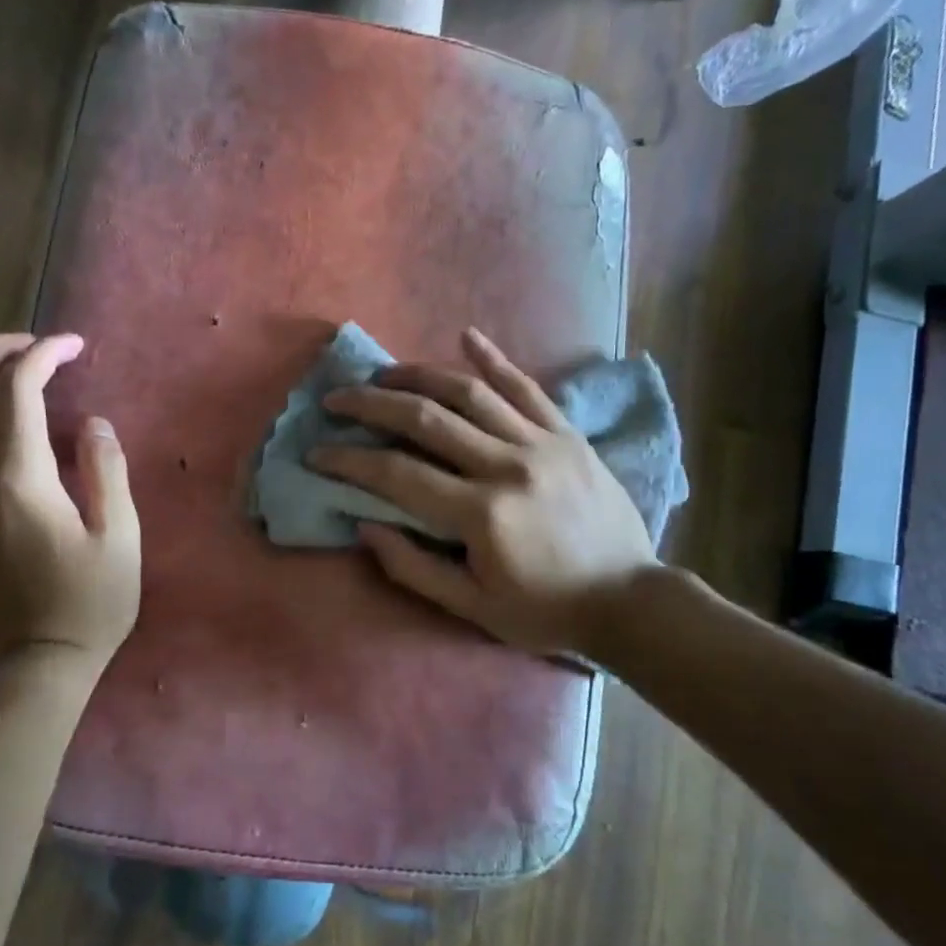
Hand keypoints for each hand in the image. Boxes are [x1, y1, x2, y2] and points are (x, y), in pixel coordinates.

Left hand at [0, 333, 140, 679]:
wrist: (31, 667)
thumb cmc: (87, 606)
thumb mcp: (119, 539)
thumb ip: (105, 472)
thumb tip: (93, 423)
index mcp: (19, 481)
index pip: (16, 393)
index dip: (43, 356)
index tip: (74, 345)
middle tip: (31, 346)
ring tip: (16, 376)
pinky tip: (5, 426)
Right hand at [310, 327, 656, 658]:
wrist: (629, 600)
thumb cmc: (545, 611)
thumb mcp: (473, 608)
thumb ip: (414, 568)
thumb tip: (364, 527)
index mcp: (482, 513)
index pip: (398, 475)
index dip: (350, 461)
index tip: (317, 453)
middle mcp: (508, 465)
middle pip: (426, 420)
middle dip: (372, 405)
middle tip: (336, 400)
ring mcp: (542, 442)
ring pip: (470, 393)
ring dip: (419, 375)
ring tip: (384, 373)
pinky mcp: (567, 434)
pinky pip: (527, 387)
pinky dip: (495, 359)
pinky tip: (467, 335)